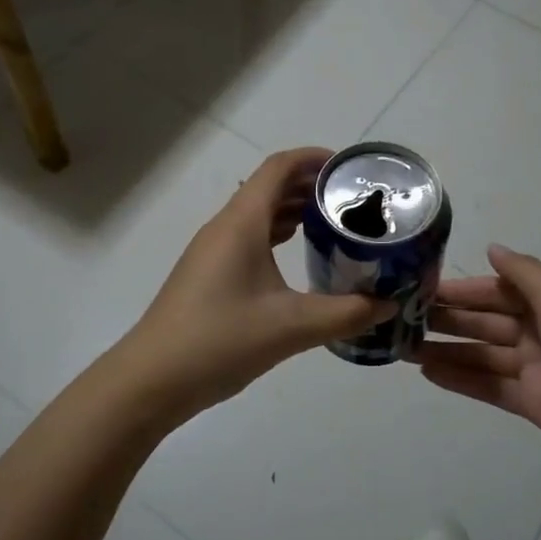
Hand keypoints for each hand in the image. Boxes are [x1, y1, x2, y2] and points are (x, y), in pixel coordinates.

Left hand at [121, 148, 394, 418]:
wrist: (152, 381)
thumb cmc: (220, 341)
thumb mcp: (291, 327)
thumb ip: (346, 314)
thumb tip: (389, 305)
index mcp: (241, 224)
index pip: (278, 168)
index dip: (314, 158)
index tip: (350, 169)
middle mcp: (225, 228)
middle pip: (269, 187)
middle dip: (311, 186)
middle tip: (354, 201)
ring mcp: (212, 251)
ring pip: (258, 214)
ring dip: (293, 211)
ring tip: (334, 225)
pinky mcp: (208, 275)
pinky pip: (248, 238)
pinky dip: (277, 236)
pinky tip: (298, 257)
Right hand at [415, 245, 540, 475]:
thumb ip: (524, 274)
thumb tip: (493, 247)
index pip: (498, 291)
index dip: (464, 290)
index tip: (425, 289)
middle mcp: (540, 331)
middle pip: (486, 322)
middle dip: (448, 320)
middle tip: (404, 319)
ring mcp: (534, 368)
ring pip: (481, 354)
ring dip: (445, 350)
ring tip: (405, 348)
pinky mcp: (529, 401)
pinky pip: (487, 386)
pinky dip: (459, 379)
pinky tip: (428, 373)